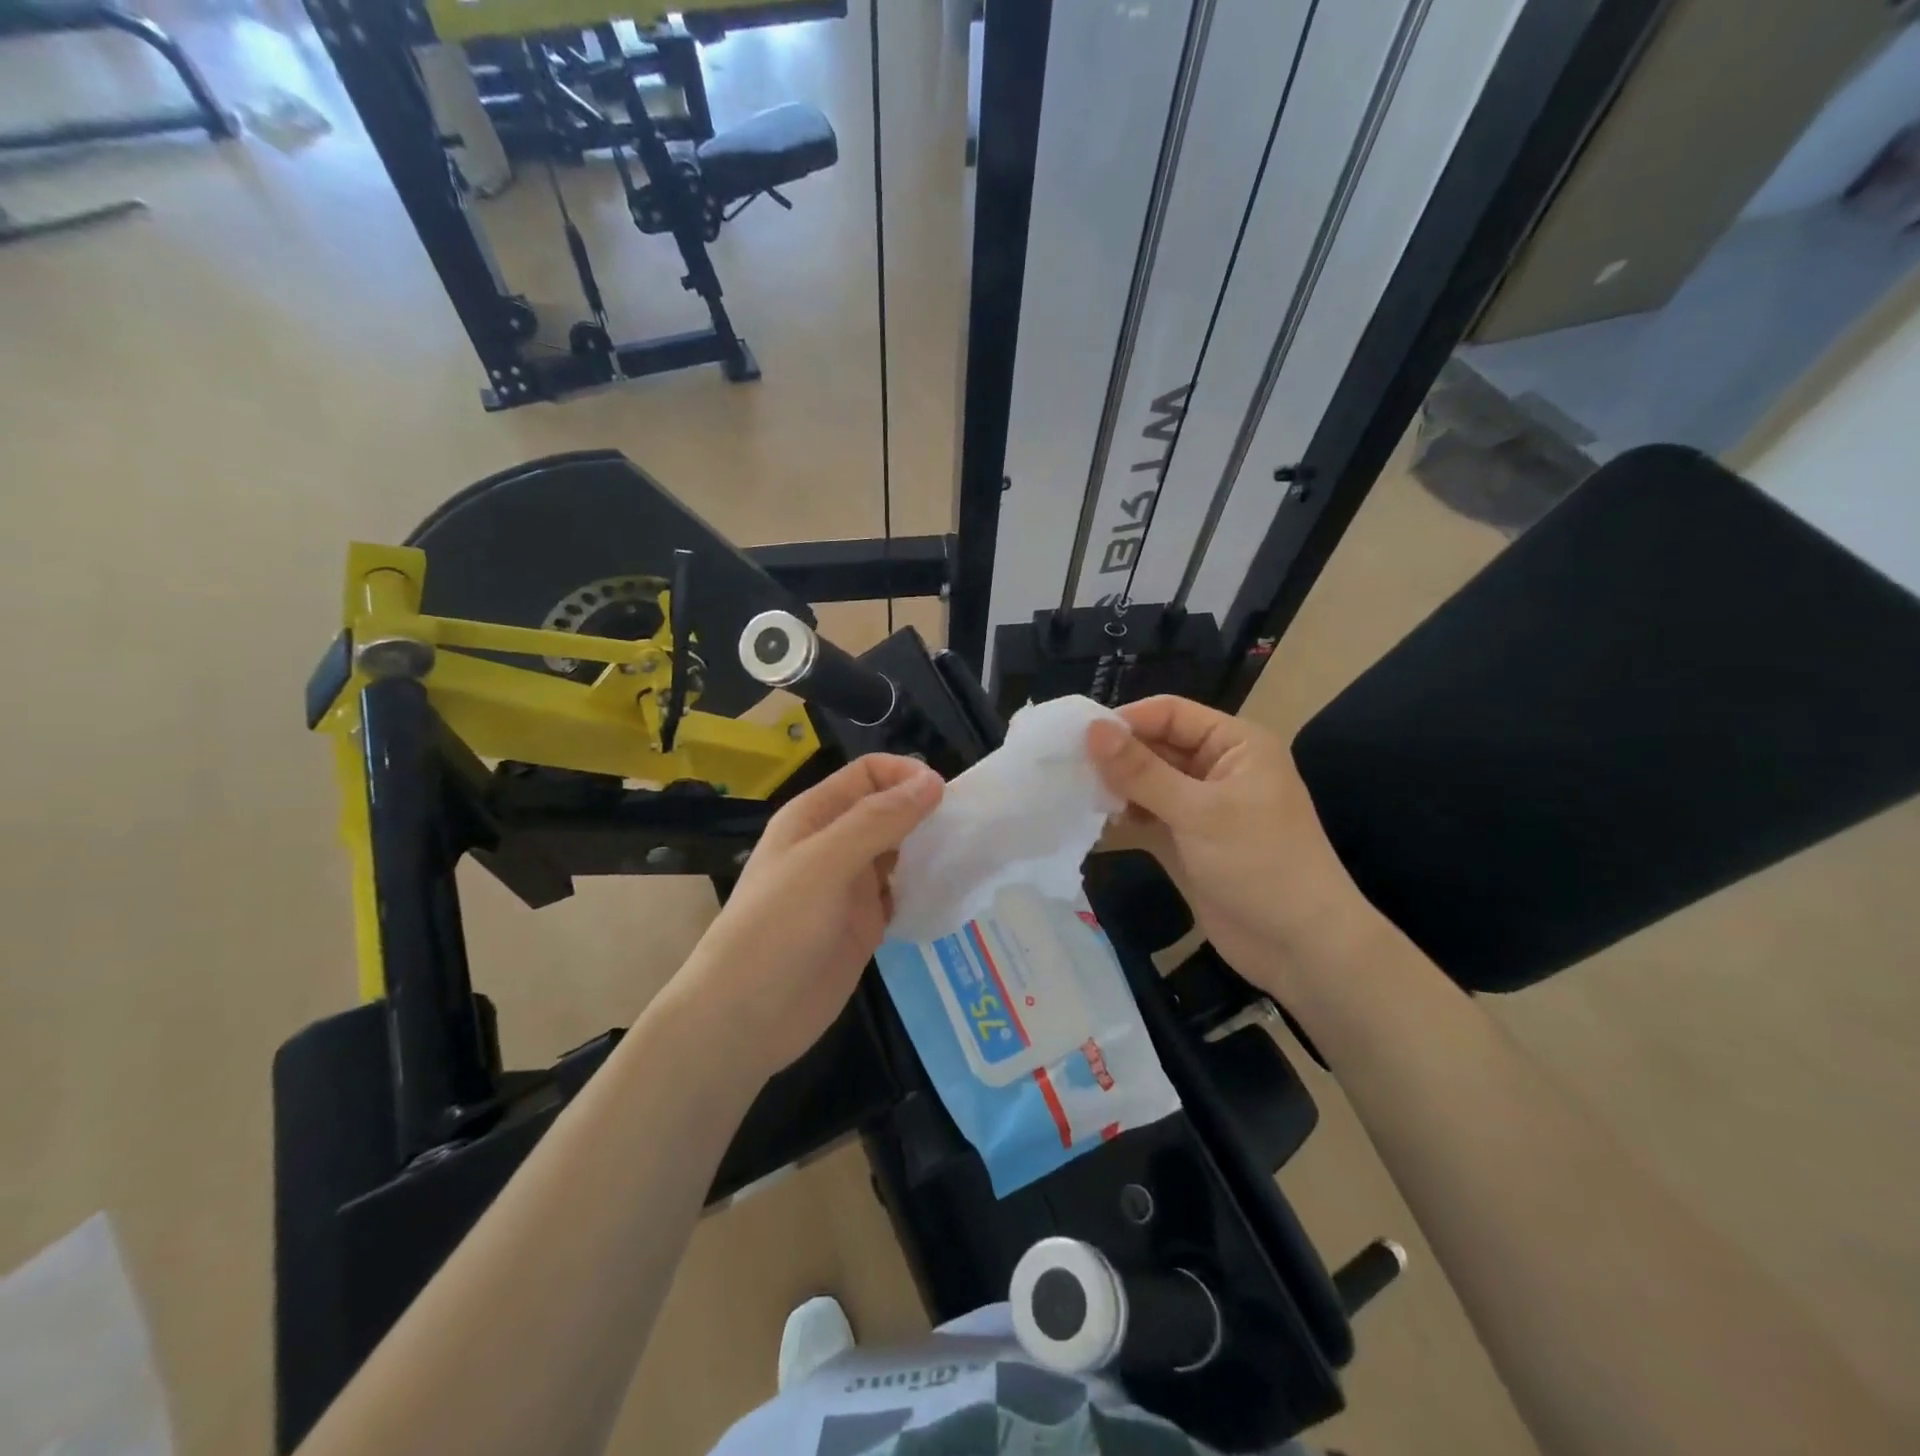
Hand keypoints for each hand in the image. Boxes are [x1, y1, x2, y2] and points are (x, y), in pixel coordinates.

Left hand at [664, 754, 942, 1080]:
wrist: (745, 1017)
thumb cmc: (777, 927)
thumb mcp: (826, 863)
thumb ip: (879, 820)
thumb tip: (933, 781)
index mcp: (815, 817)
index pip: (867, 775)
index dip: (905, 775)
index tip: (945, 795)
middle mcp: (834, 845)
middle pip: (886, 811)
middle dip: (923, 812)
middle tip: (966, 828)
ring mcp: (850, 888)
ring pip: (898, 853)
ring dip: (928, 850)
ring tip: (966, 857)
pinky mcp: (864, 926)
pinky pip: (901, 895)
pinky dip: (923, 890)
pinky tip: (949, 894)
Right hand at [1087, 697, 1377, 996]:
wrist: (1301, 948)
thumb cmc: (1260, 864)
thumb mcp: (1199, 812)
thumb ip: (1141, 771)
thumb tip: (1090, 729)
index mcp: (1235, 744)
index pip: (1170, 713)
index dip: (1126, 721)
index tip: (1077, 738)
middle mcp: (1218, 767)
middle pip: (1156, 745)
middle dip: (1116, 755)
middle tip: (1065, 768)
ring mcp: (1202, 806)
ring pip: (1148, 781)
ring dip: (1116, 786)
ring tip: (1075, 793)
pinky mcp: (1188, 839)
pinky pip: (1149, 814)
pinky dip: (1125, 814)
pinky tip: (1096, 819)